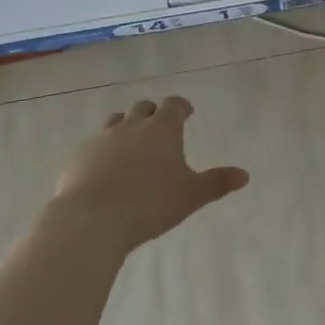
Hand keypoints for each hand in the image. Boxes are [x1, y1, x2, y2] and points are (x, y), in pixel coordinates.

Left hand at [52, 97, 247, 252]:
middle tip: (160, 128)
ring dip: (126, 127)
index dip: (181, 107)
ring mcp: (102, 139)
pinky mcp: (79, 157)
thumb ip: (217, 183)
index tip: (186, 112)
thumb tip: (245, 175)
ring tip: (131, 145)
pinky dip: (103, 151)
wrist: (91, 220)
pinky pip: (94, 146)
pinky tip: (105, 170)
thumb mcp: (191, 195)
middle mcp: (132, 126)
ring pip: (116, 122)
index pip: (173, 105)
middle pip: (143, 108)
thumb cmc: (150, 204)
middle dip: (153, 114)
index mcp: (162, 129)